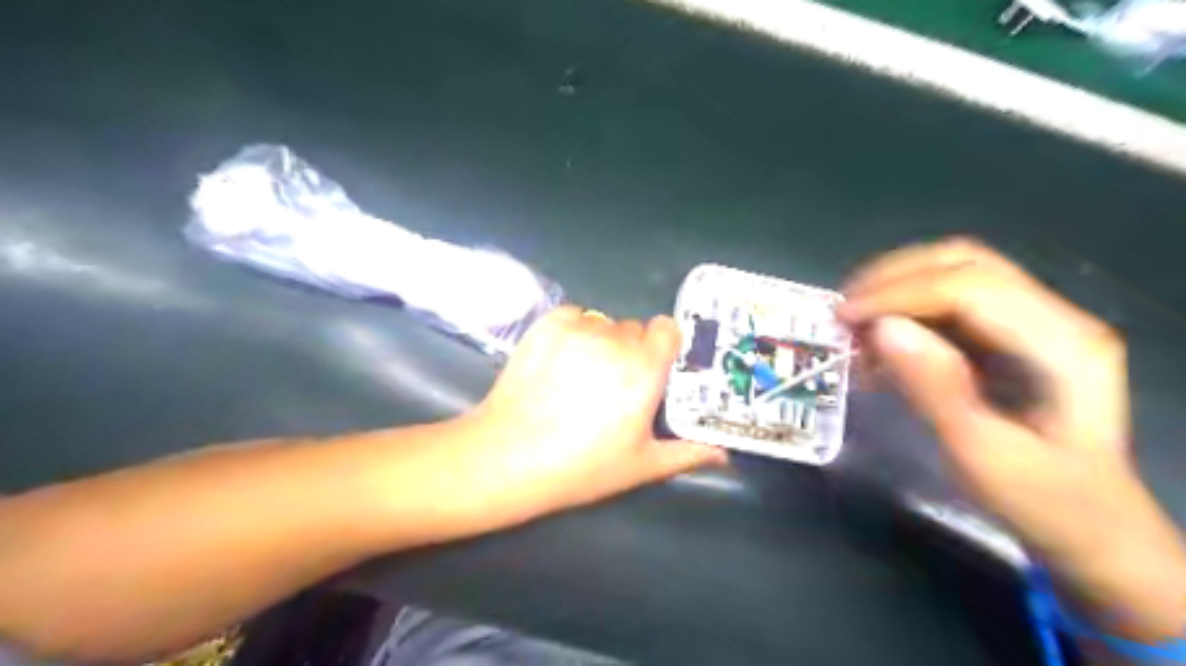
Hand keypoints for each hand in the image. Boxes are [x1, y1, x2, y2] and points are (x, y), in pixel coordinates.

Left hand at [449, 304, 721, 519]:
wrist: (509, 456)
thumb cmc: (582, 465)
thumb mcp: (641, 465)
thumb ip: (688, 453)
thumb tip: (724, 453)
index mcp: (645, 369)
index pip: (667, 328)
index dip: (664, 346)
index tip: (655, 368)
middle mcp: (615, 340)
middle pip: (634, 329)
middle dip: (631, 350)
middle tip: (615, 383)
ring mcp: (578, 329)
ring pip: (603, 323)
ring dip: (602, 341)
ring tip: (583, 374)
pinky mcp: (546, 326)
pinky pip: (573, 316)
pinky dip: (573, 330)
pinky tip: (561, 359)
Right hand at [832, 239, 1184, 638]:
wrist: (1090, 526)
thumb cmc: (1042, 500)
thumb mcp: (982, 455)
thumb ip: (935, 388)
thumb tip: (881, 329)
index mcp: (1062, 345)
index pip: (970, 287)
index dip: (899, 293)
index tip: (844, 318)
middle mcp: (1053, 317)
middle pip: (963, 262)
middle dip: (892, 278)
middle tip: (843, 311)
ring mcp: (1031, 322)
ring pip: (952, 273)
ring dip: (894, 291)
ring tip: (854, 326)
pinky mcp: (1007, 336)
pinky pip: (946, 304)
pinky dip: (903, 313)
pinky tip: (877, 344)